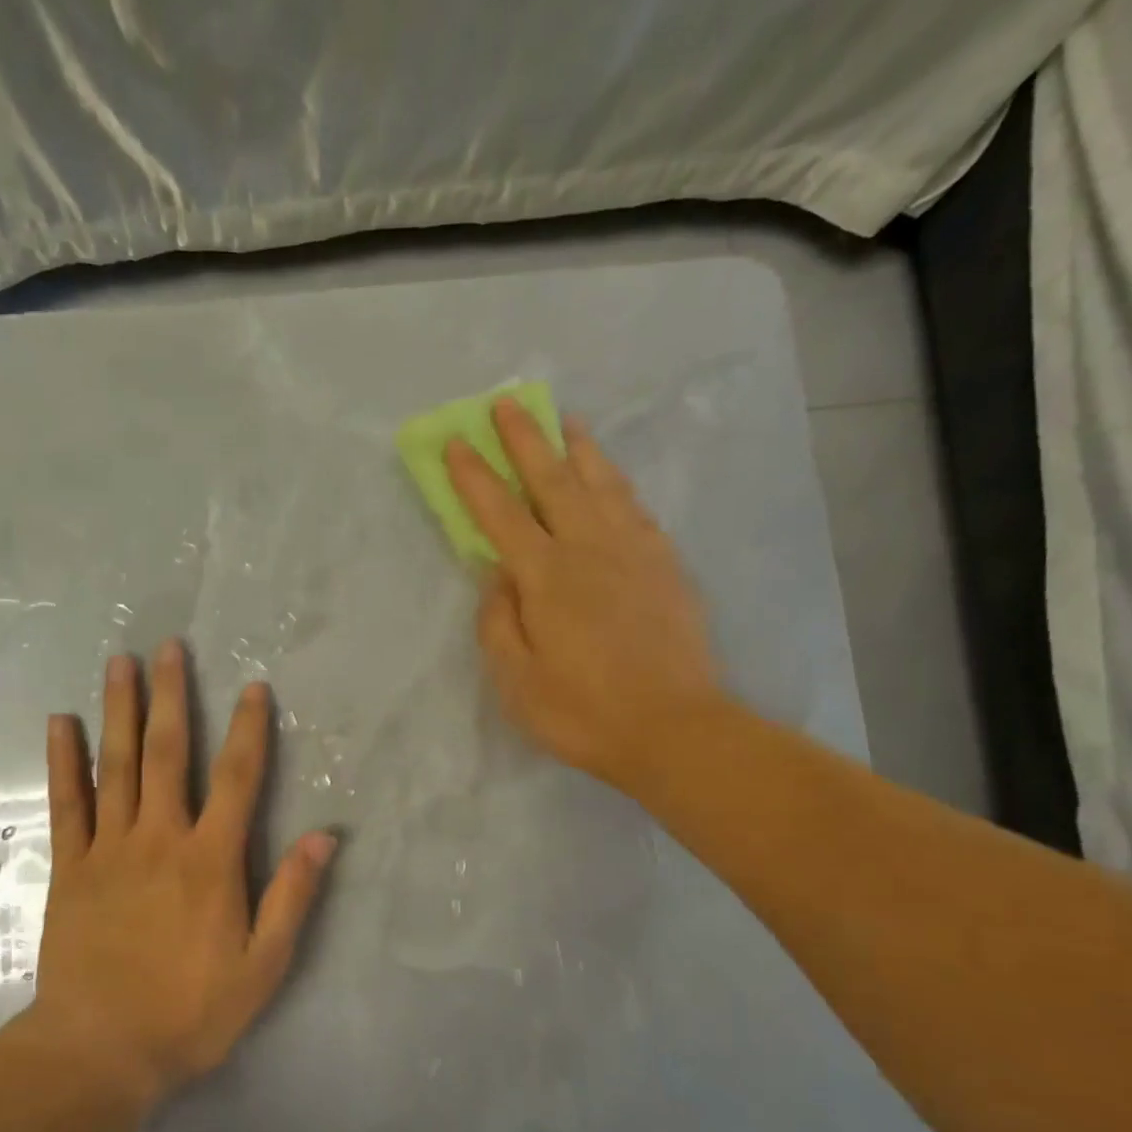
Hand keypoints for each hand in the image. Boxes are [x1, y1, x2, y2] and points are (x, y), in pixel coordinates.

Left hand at [29, 641, 336, 1105]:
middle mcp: (160, 839)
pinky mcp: (71, 867)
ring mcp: (110, 849)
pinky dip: (63, 761)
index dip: (250, 730)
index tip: (254, 687)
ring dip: (120, 711)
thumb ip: (292, 897)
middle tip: (168, 647)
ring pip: (117, 765)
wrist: (99, 1051)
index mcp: (210, 860)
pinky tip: (60, 723)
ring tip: (119, 663)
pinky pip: (67, 803)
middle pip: (169, 754)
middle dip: (172, 696)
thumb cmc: (189, 1012)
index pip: (239, 779)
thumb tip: (326, 837)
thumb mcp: (262, 967)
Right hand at [445, 399, 723, 789]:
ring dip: (578, 449)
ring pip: (601, 485)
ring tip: (565, 421)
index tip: (456, 441)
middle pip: (552, 481)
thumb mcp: (516, 681)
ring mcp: (634, 553)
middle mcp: (590, 550)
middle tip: (507, 402)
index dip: (474, 477)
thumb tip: (498, 576)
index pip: (500, 514)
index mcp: (546, 577)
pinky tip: (611, 480)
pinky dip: (618, 485)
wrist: (675, 729)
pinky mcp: (666, 567)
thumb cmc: (582, 712)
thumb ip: (499, 622)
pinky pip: (636, 509)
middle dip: (525, 440)